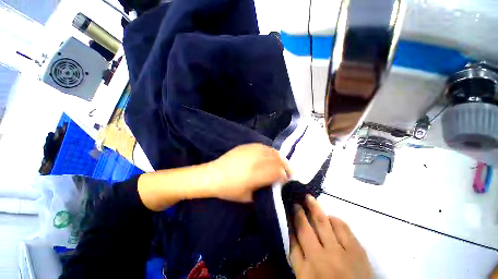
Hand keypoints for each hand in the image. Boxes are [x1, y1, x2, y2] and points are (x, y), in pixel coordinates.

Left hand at [209, 143, 291, 202]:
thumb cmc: (229, 190)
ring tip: (280, 163)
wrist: (213, 175)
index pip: (277, 172)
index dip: (285, 176)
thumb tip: (274, 186)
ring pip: (271, 151)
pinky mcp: (246, 146)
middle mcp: (255, 161)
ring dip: (279, 158)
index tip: (287, 180)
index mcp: (256, 175)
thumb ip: (263, 191)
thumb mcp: (247, 197)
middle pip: (277, 160)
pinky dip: (270, 151)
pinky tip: (269, 156)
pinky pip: (263, 146)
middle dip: (285, 166)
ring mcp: (251, 151)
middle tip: (287, 171)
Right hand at [290, 195, 372, 278]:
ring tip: (308, 198)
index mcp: (305, 271)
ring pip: (322, 222)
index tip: (287, 211)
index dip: (289, 223)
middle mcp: (320, 259)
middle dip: (298, 212)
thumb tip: (292, 233)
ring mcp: (339, 253)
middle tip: (295, 201)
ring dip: (314, 208)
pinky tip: (330, 217)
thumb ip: (298, 258)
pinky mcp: (357, 251)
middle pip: (304, 228)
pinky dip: (334, 219)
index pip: (292, 241)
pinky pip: (342, 227)